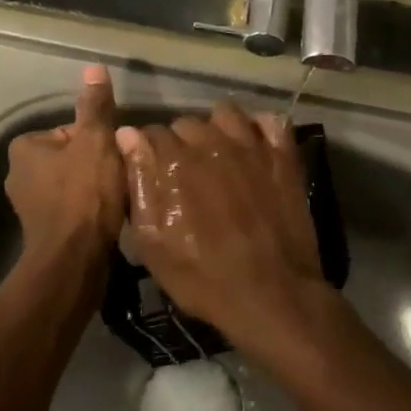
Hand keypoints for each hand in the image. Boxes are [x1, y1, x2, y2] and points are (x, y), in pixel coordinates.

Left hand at [5, 65, 126, 273]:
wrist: (75, 261)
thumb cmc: (84, 193)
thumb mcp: (96, 141)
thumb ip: (95, 106)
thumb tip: (94, 66)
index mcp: (25, 147)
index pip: (71, 129)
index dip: (97, 140)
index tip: (112, 155)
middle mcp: (19, 174)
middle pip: (73, 156)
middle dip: (97, 165)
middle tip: (118, 176)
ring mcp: (29, 205)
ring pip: (74, 183)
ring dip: (96, 188)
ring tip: (117, 198)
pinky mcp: (43, 231)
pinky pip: (73, 207)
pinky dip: (90, 209)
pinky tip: (108, 216)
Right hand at [114, 102, 326, 354]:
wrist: (272, 296)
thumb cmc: (203, 277)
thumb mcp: (153, 243)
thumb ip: (138, 183)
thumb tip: (127, 135)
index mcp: (176, 161)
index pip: (151, 133)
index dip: (148, 152)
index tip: (152, 172)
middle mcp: (212, 143)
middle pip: (187, 122)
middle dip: (180, 142)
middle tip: (184, 173)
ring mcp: (252, 147)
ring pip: (226, 114)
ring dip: (216, 128)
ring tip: (217, 153)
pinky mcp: (283, 157)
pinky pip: (272, 121)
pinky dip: (261, 126)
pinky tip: (254, 144)